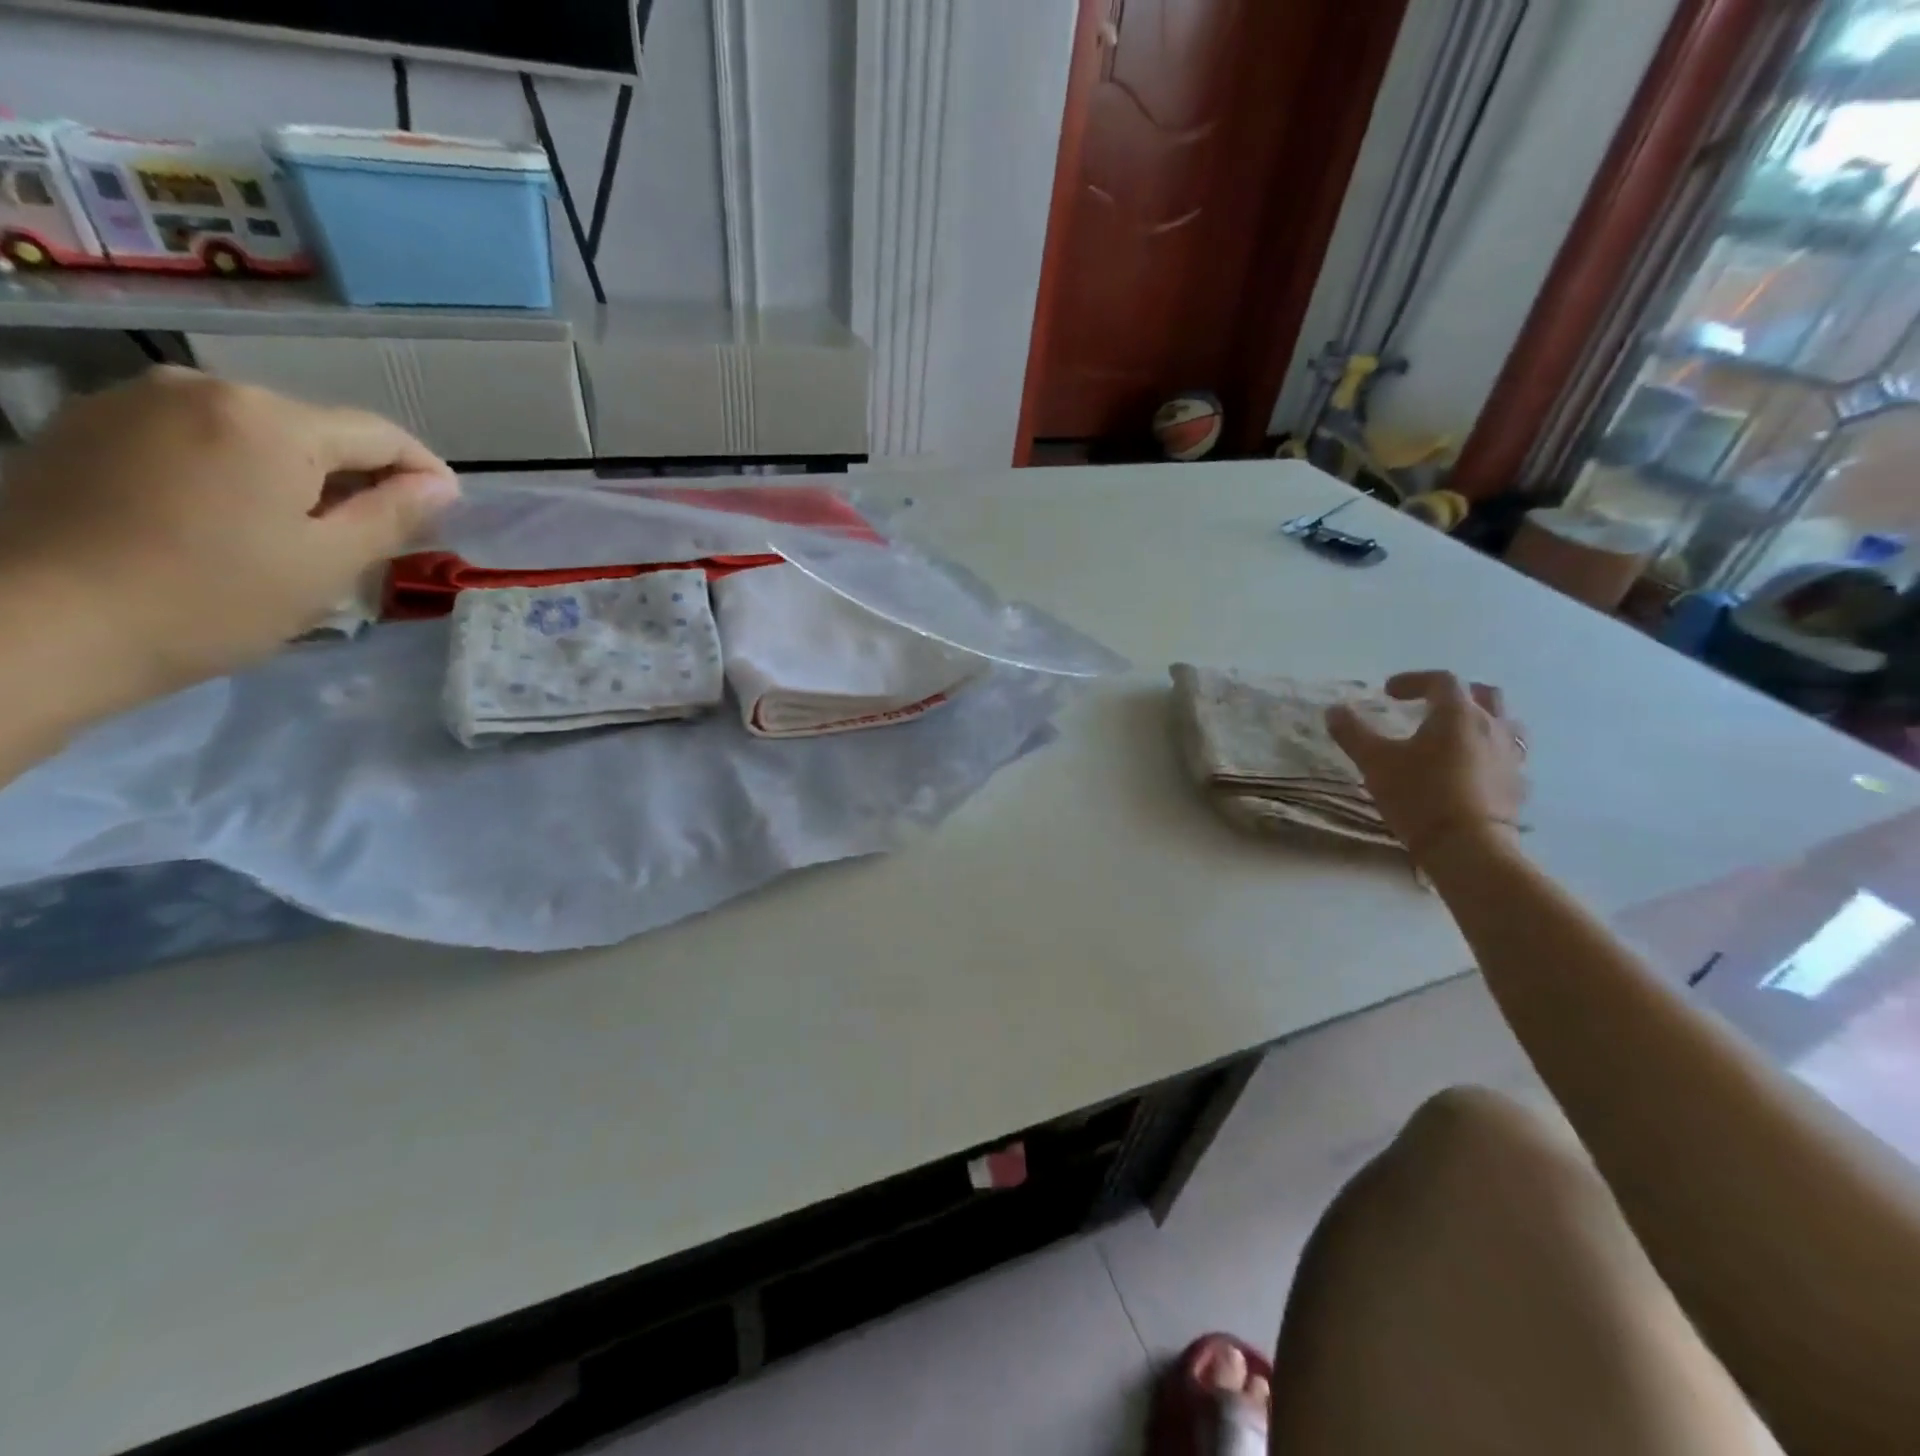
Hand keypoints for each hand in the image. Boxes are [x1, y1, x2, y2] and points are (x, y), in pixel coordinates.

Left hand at [0, 367, 457, 710]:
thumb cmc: (213, 599)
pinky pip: (194, 439)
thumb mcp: (329, 564)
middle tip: (373, 537)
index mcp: (270, 420)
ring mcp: (132, 400)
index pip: (379, 434)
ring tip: (300, 534)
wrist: (39, 627)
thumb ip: (394, 515)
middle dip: (355, 478)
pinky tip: (229, 522)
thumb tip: (442, 485)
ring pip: (253, 434)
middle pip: (314, 430)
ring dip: (294, 476)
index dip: (423, 472)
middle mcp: (201, 387)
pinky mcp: (86, 427)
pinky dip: (232, 473)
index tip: (444, 511)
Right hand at [1326, 670, 1528, 861]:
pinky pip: (1508, 758)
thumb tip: (1334, 710)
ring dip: (1481, 721)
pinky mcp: (1518, 785)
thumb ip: (1353, 733)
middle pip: (1483, 694)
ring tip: (1456, 736)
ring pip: (1505, 724)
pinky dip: (1489, 754)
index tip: (1389, 691)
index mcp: (1457, 714)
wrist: (1467, 846)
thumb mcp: (1374, 762)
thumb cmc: (1419, 795)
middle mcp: (1491, 726)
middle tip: (1430, 705)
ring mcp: (1511, 756)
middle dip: (1456, 694)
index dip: (1414, 680)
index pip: (1440, 680)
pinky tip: (1472, 771)